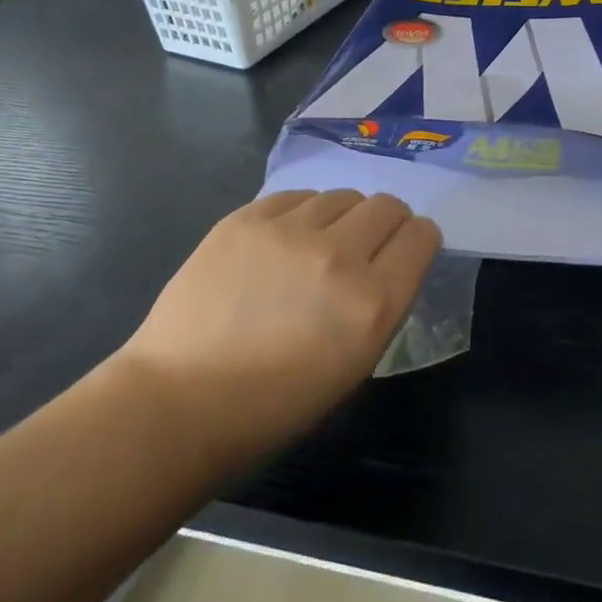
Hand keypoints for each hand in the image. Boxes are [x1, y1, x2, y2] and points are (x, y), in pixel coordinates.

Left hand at [119, 190, 439, 470]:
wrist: (180, 401)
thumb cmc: (273, 405)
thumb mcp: (353, 367)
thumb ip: (380, 305)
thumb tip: (386, 263)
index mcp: (373, 304)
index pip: (422, 237)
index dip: (418, 241)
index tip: (405, 252)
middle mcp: (339, 256)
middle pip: (387, 206)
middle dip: (387, 223)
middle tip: (364, 247)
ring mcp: (289, 231)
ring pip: (342, 195)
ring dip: (342, 218)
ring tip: (317, 246)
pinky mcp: (247, 218)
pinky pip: (296, 196)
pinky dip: (301, 214)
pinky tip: (283, 242)